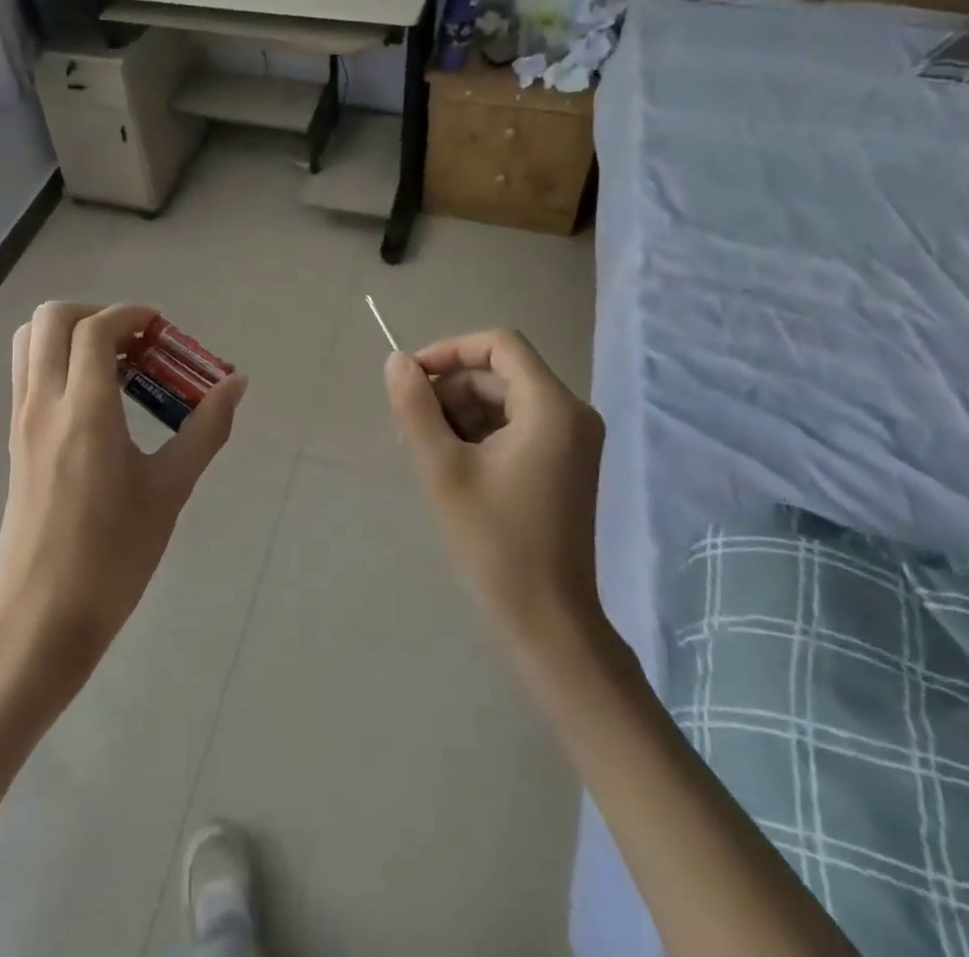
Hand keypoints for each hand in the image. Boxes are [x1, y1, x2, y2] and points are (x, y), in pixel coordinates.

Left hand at [0, 302, 246, 689]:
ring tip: (115, 364)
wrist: (41, 618)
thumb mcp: (170, 491)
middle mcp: (44, 403)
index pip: (95, 328)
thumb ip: (206, 429)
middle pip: (51, 318)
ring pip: (29, 341)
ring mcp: (21, 420)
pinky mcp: (14, 440)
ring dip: (70, 332)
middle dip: (95, 312)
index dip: (132, 314)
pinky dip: (56, 359)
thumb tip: (236, 384)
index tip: (163, 329)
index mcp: (84, 411)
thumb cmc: (113, 556)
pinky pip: (27, 373)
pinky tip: (97, 400)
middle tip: (135, 342)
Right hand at [384, 329, 605, 639]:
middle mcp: (571, 414)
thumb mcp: (443, 468)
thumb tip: (397, 361)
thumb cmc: (495, 543)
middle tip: (409, 427)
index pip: (499, 344)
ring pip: (504, 400)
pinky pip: (516, 427)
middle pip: (499, 374)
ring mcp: (571, 442)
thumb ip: (416, 407)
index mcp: (552, 407)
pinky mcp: (564, 465)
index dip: (450, 351)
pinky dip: (479, 434)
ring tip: (425, 451)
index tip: (411, 379)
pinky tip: (450, 466)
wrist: (547, 623)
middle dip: (450, 390)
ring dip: (459, 414)